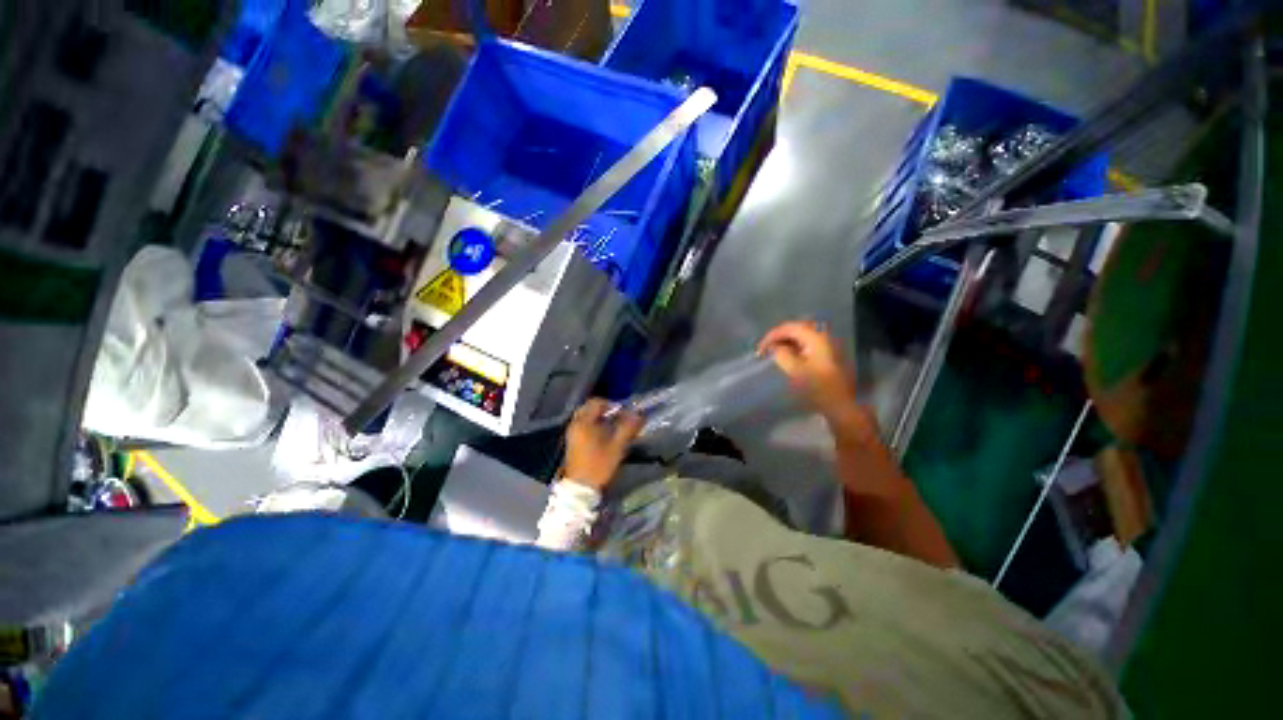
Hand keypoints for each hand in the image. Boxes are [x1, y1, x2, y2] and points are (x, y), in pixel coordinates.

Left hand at [563, 399, 644, 489]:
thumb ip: (627, 428)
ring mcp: (572, 432)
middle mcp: (575, 424)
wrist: (580, 487)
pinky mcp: (572, 441)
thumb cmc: (598, 465)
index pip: (596, 402)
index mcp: (584, 422)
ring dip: (599, 417)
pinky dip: (593, 424)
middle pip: (589, 408)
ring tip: (613, 426)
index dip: (611, 404)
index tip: (623, 412)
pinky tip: (604, 434)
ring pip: (586, 417)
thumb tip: (638, 415)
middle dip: (604, 410)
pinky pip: (583, 425)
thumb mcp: (617, 446)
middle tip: (618, 417)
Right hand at [758, 321, 859, 421]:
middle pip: (796, 329)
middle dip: (778, 337)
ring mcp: (826, 345)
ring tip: (772, 352)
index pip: (789, 327)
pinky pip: (806, 344)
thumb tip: (774, 347)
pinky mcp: (826, 355)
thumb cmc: (818, 388)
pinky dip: (793, 347)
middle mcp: (823, 336)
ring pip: (801, 336)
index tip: (759, 348)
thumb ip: (781, 354)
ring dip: (785, 342)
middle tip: (764, 349)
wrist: (840, 405)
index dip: (772, 335)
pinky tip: (785, 356)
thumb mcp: (795, 370)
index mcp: (816, 337)